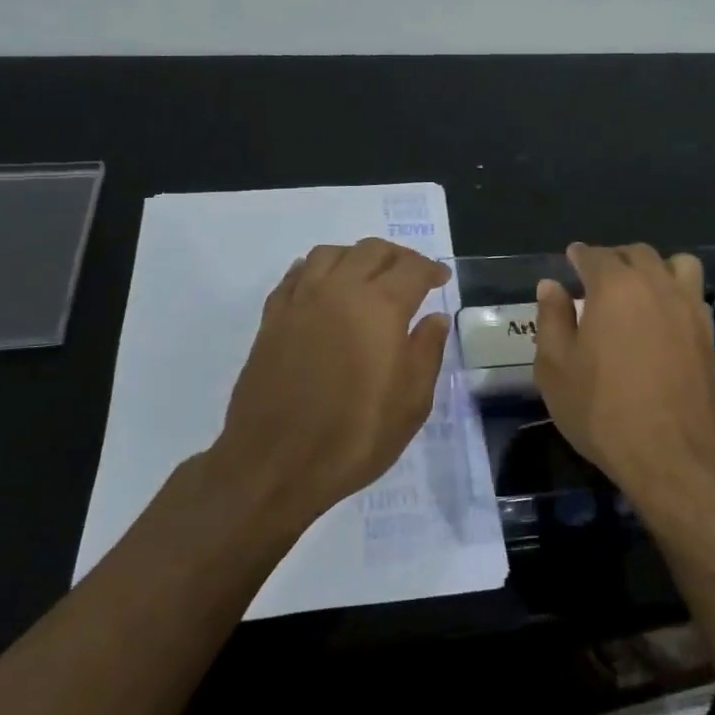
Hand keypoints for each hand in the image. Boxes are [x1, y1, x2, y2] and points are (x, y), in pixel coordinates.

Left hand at [209, 238, 451, 529]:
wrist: (275, 463)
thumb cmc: (355, 436)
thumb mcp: (411, 403)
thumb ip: (427, 352)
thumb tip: (435, 319)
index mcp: (380, 307)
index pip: (412, 269)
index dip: (431, 269)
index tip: (442, 279)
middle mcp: (340, 290)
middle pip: (372, 250)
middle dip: (398, 257)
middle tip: (411, 276)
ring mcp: (301, 301)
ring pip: (330, 253)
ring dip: (356, 257)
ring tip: (367, 277)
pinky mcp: (272, 318)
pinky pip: (295, 274)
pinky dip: (316, 270)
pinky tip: (324, 288)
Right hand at [533, 242, 714, 514]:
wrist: (672, 454)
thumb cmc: (602, 410)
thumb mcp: (556, 368)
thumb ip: (551, 319)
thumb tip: (551, 286)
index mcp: (614, 286)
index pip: (594, 255)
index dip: (579, 256)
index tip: (571, 260)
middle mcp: (655, 284)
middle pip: (636, 253)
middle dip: (614, 259)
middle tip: (597, 278)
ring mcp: (688, 306)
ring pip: (675, 264)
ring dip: (654, 268)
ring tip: (639, 290)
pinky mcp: (708, 332)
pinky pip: (693, 293)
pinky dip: (676, 292)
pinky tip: (663, 317)